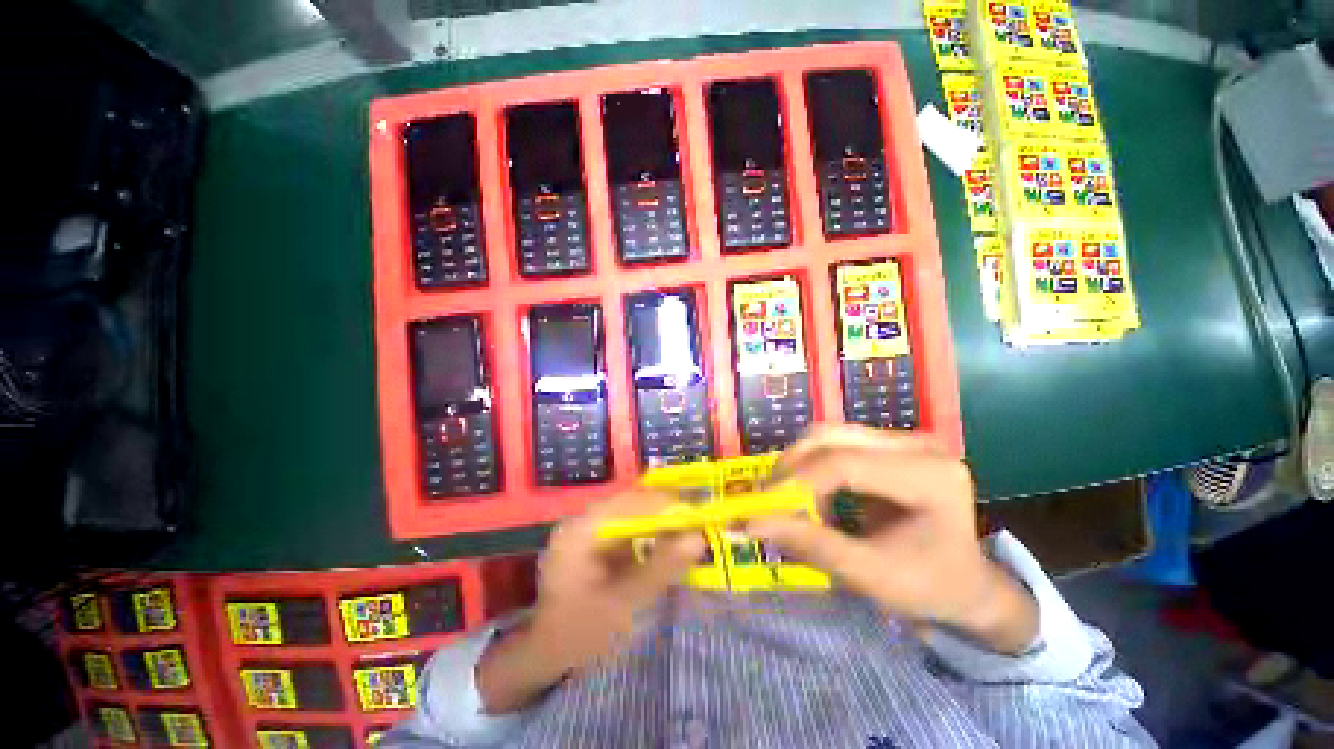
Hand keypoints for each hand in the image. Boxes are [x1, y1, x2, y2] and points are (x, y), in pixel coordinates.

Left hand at [477, 490, 704, 712]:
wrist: (548, 652)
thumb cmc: (581, 632)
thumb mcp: (624, 603)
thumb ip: (661, 569)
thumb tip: (698, 539)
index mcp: (583, 529)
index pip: (632, 502)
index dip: (668, 504)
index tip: (699, 514)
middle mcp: (584, 519)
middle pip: (633, 503)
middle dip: (666, 511)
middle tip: (697, 523)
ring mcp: (587, 527)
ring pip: (632, 512)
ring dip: (659, 521)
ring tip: (685, 532)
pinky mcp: (594, 537)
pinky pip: (627, 525)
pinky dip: (648, 532)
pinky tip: (663, 544)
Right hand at [750, 425, 1037, 653]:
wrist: (965, 583)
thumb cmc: (927, 586)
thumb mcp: (869, 575)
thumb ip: (810, 545)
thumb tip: (750, 524)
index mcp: (931, 476)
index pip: (846, 463)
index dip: (797, 482)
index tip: (762, 507)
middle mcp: (919, 445)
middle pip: (832, 438)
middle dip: (791, 467)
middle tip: (766, 498)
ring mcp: (903, 439)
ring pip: (828, 435)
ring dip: (798, 465)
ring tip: (789, 499)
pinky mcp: (888, 443)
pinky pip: (834, 442)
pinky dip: (811, 466)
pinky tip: (811, 493)